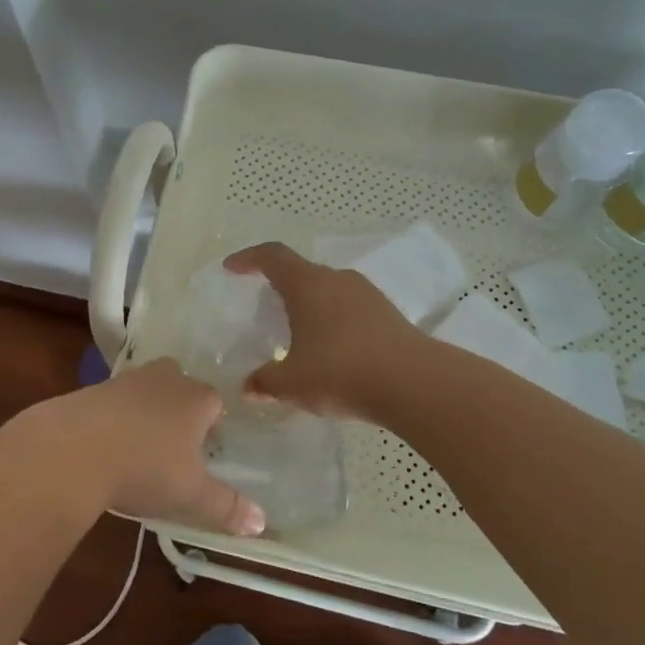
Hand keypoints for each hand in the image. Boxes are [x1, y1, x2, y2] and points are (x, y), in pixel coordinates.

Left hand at [19, 360, 264, 536]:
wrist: (72, 448)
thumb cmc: (144, 468)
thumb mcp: (190, 495)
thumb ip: (227, 507)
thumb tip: (262, 524)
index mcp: (197, 398)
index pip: (216, 403)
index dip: (214, 426)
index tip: (206, 453)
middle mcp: (166, 378)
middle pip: (182, 387)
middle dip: (181, 411)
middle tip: (175, 446)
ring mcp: (127, 379)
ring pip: (147, 391)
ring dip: (147, 412)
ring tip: (140, 448)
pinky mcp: (93, 388)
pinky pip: (115, 401)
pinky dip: (115, 418)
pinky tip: (107, 446)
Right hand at [225, 242, 425, 419]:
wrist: (413, 383)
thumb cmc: (340, 372)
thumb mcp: (292, 383)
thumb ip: (265, 382)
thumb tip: (248, 387)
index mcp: (307, 284)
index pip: (272, 256)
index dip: (249, 258)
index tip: (232, 268)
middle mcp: (337, 279)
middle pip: (302, 272)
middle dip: (281, 286)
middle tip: (266, 307)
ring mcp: (367, 294)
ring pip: (329, 290)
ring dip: (311, 306)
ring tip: (300, 334)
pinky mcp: (388, 314)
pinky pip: (350, 309)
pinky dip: (334, 321)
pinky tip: (333, 351)